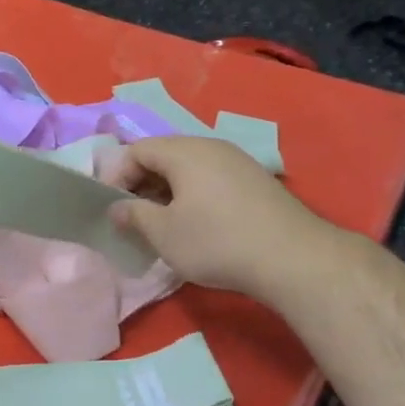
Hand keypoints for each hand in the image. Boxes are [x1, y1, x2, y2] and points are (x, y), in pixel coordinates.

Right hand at [107, 135, 348, 302]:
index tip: (110, 208)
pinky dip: (192, 196)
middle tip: (132, 217)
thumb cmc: (217, 242)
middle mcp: (211, 147)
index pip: (136, 150)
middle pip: (164, 156)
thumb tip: (117, 208)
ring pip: (188, 169)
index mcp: (184, 151)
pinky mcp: (256, 182)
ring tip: (161, 224)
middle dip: (141, 184)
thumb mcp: (164, 233)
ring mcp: (238, 162)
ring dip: (167, 192)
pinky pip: (211, 179)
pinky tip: (195, 225)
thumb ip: (133, 215)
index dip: (116, 176)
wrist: (294, 259)